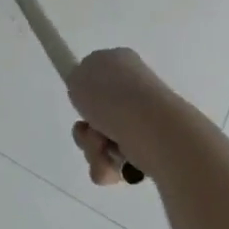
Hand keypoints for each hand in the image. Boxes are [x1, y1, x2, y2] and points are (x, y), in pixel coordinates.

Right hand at [67, 48, 197, 185]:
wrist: (151, 128)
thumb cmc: (111, 96)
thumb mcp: (78, 76)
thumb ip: (77, 81)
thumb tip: (90, 95)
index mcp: (122, 63)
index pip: (97, 76)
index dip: (85, 92)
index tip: (82, 103)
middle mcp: (135, 89)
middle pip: (96, 114)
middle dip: (86, 130)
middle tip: (89, 130)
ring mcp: (144, 120)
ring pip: (102, 141)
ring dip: (93, 149)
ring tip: (103, 148)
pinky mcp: (150, 149)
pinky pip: (115, 162)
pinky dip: (108, 166)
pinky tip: (115, 165)